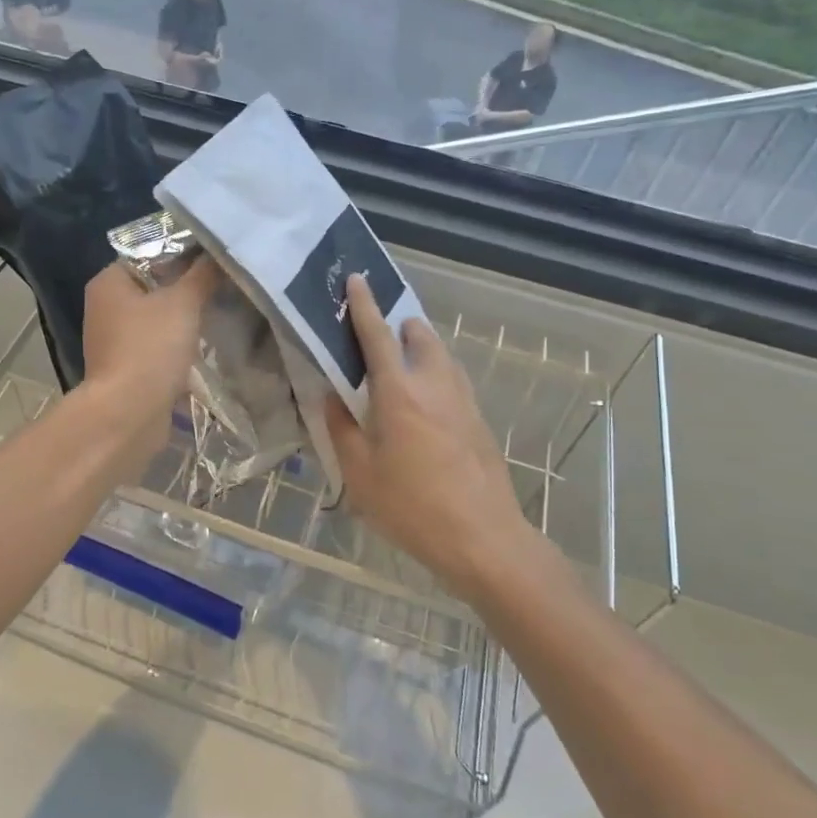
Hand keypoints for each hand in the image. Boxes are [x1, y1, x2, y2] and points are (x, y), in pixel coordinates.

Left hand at [79, 256, 219, 451]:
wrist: (129, 414)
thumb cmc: (150, 348)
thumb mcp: (183, 303)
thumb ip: (202, 274)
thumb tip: (217, 252)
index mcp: (109, 282)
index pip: (148, 253)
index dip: (181, 254)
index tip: (214, 258)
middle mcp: (105, 307)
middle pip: (154, 287)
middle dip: (187, 288)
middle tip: (223, 284)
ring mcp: (114, 340)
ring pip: (157, 319)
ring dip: (184, 319)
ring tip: (220, 312)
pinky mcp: (127, 368)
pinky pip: (157, 346)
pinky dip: (178, 346)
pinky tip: (206, 345)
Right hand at [324, 274, 529, 597]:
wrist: (484, 539)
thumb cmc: (412, 506)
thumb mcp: (360, 473)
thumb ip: (342, 429)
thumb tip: (332, 398)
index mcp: (398, 391)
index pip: (377, 334)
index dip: (364, 304)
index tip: (357, 279)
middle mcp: (434, 383)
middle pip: (419, 335)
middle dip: (399, 327)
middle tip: (378, 344)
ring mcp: (463, 400)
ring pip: (442, 355)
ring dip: (420, 350)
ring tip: (400, 374)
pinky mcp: (480, 419)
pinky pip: (454, 380)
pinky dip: (436, 376)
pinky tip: (425, 408)